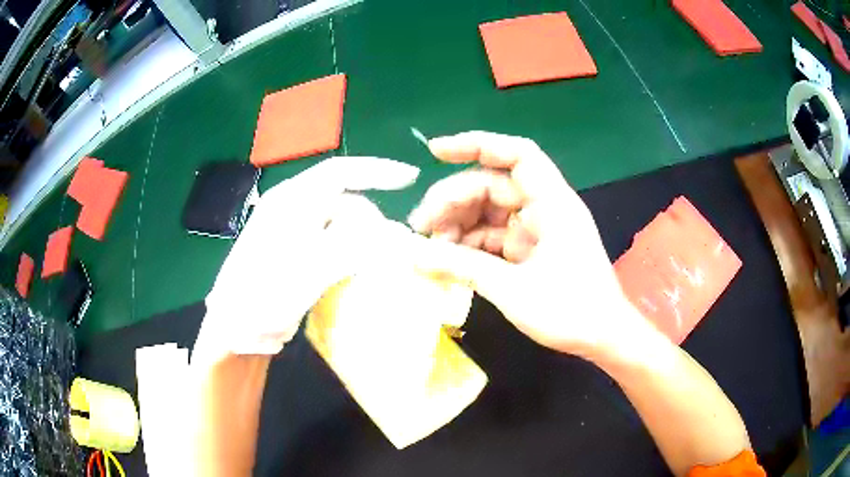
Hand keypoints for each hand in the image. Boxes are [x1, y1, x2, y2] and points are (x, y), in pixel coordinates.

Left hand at [196, 157, 419, 364]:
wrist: (234, 330)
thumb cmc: (261, 296)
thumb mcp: (308, 270)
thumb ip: (354, 249)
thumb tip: (398, 236)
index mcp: (291, 202)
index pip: (339, 172)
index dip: (377, 171)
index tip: (410, 178)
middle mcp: (294, 211)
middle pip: (346, 203)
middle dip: (374, 221)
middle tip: (396, 250)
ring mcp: (297, 235)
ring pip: (344, 227)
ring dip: (367, 241)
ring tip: (383, 264)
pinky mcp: (302, 258)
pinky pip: (338, 248)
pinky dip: (355, 256)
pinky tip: (364, 274)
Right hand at [409, 131, 644, 356]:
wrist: (603, 338)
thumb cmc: (570, 311)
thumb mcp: (513, 290)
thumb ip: (463, 267)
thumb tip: (414, 255)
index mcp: (552, 203)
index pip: (517, 154)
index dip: (476, 145)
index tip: (435, 152)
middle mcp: (544, 208)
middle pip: (492, 186)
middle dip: (453, 201)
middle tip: (420, 227)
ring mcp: (537, 230)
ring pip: (489, 212)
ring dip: (458, 225)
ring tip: (429, 249)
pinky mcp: (531, 250)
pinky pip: (494, 237)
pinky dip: (470, 245)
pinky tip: (448, 260)